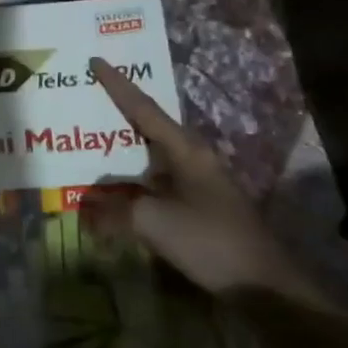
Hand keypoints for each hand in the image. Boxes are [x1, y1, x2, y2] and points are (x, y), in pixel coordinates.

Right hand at [83, 58, 330, 307]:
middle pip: (150, 127)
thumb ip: (114, 212)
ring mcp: (199, 183)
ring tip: (94, 142)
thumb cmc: (209, 240)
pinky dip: (133, 181)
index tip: (96, 60)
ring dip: (125, 150)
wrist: (263, 286)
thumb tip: (85, 209)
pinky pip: (157, 182)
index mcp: (186, 149)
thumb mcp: (153, 222)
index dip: (118, 85)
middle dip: (120, 113)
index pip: (144, 108)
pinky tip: (116, 191)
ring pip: (153, 156)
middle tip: (89, 99)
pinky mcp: (200, 208)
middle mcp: (194, 158)